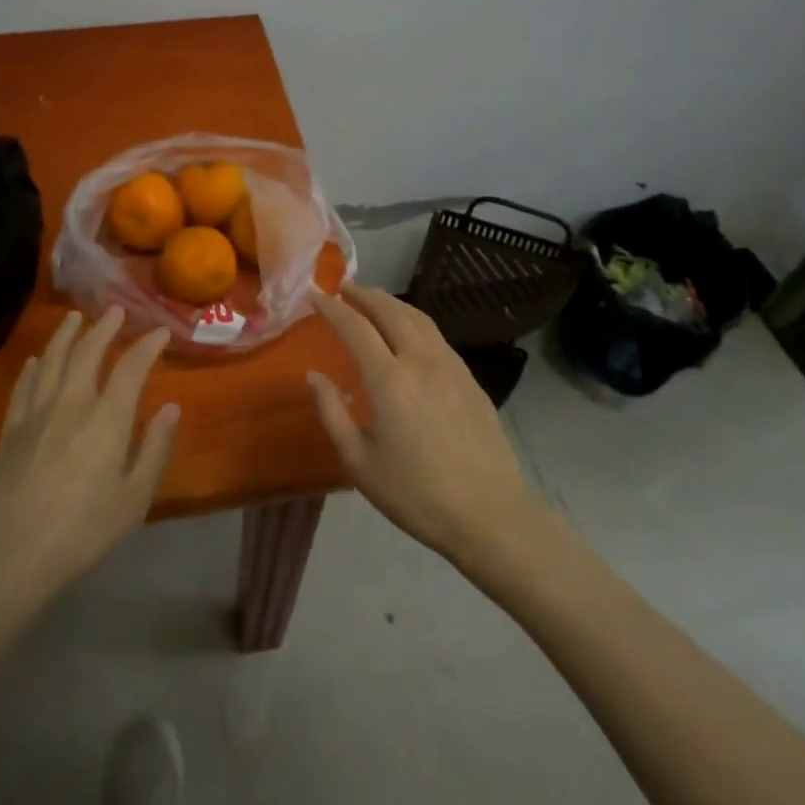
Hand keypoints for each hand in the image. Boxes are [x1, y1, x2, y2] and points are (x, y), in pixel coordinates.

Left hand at [0, 307, 179, 609]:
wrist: (8, 558)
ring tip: (75, 317)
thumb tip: (171, 407)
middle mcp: (71, 404)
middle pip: (87, 352)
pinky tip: (36, 360)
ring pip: (52, 360)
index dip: (148, 345)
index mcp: (107, 420)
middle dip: (105, 328)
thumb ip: (155, 449)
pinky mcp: (9, 430)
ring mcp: (35, 414)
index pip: (131, 367)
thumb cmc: (82, 533)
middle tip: (116, 311)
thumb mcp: (134, 499)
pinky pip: (23, 386)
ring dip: (66, 335)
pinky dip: (33, 367)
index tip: (160, 331)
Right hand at [308, 285, 544, 563]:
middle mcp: (421, 361)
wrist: (491, 514)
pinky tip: (410, 335)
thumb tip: (314, 376)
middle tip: (344, 290)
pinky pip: (437, 336)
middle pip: (391, 311)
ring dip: (392, 303)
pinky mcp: (471, 380)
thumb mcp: (360, 462)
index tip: (315, 295)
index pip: (356, 327)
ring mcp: (451, 367)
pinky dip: (415, 321)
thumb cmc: (416, 494)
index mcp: (390, 379)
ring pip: (419, 318)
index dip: (333, 308)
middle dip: (365, 295)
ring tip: (374, 303)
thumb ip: (332, 413)